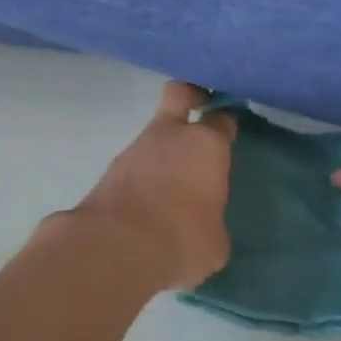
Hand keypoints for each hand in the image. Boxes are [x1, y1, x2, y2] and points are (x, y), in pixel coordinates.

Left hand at [72, 82, 236, 290]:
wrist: (114, 248)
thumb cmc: (181, 240)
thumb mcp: (215, 242)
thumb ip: (213, 222)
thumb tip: (205, 225)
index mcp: (207, 145)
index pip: (222, 118)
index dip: (226, 121)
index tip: (230, 130)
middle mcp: (171, 135)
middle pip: (180, 92)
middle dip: (191, 94)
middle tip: (202, 107)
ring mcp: (136, 148)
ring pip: (155, 133)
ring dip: (164, 148)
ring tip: (174, 183)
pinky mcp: (110, 170)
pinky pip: (136, 163)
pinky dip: (144, 175)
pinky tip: (150, 201)